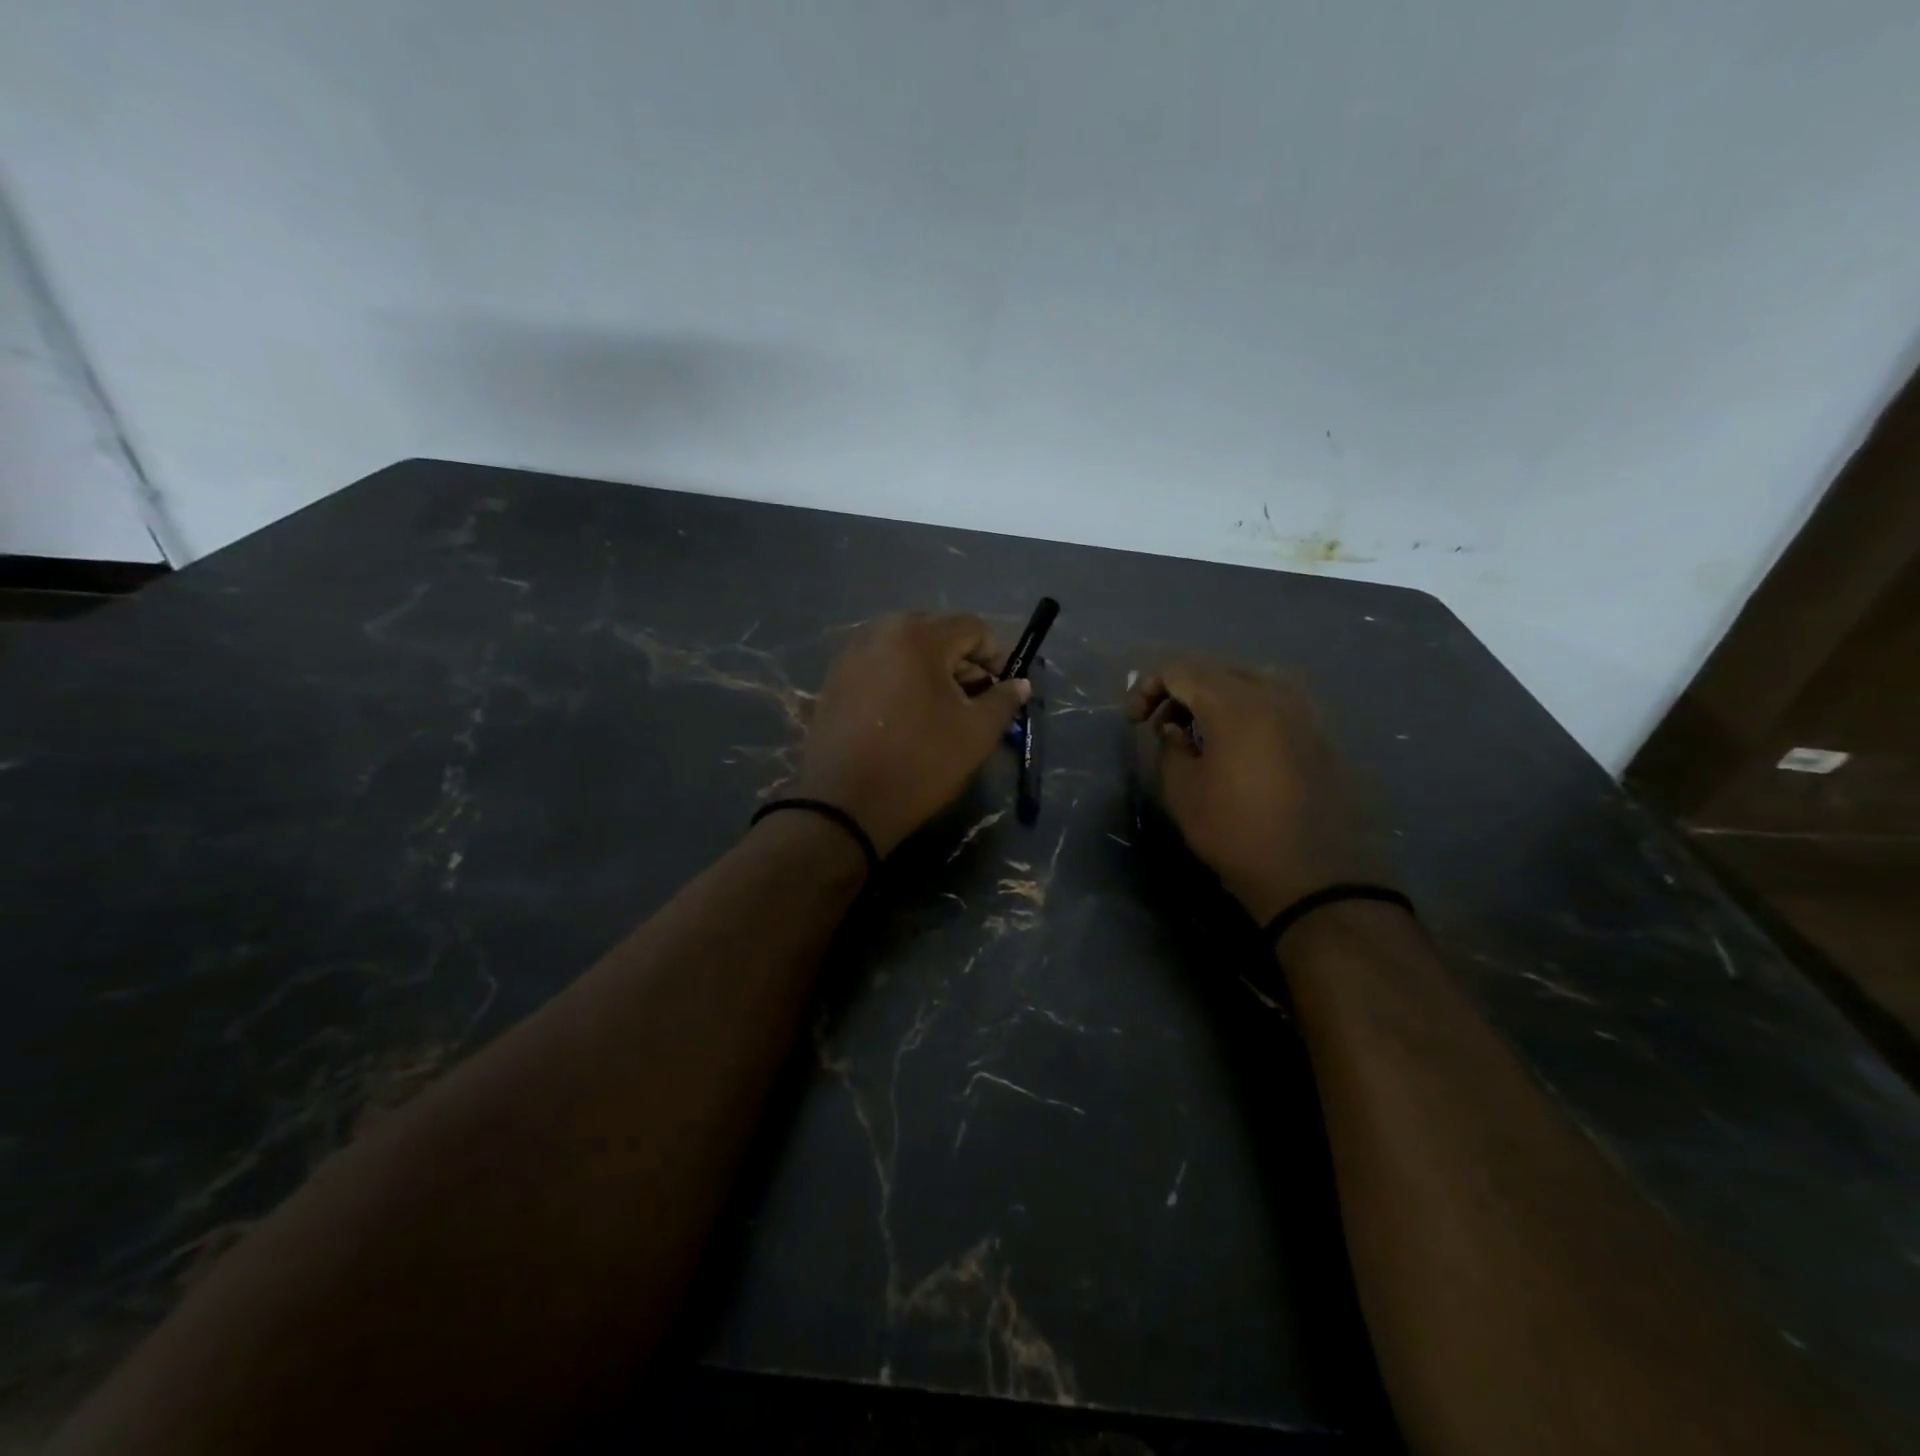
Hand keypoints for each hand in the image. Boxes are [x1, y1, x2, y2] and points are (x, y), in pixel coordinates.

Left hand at [793, 614, 1030, 855]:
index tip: (1004, 687)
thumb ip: (1003, 700)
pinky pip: (879, 667)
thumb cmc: (919, 763)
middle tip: (975, 699)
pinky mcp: (833, 680)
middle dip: (962, 661)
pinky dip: (900, 681)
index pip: (972, 627)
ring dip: (931, 671)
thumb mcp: (976, 733)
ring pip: (905, 649)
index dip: (996, 654)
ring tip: (942, 710)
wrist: (844, 805)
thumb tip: (1019, 683)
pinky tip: (907, 716)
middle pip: (936, 633)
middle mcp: (879, 632)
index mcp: (917, 636)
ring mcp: (850, 655)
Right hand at [1127, 663, 1391, 923]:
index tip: (1134, 722)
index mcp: (1234, 704)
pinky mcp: (1320, 735)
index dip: (1148, 689)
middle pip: (1217, 671)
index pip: (1181, 671)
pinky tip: (1237, 747)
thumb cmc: (1234, 831)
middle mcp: (1273, 695)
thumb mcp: (1182, 791)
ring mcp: (1303, 713)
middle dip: (1182, 691)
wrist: (1311, 874)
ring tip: (1200, 734)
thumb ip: (1170, 747)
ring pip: (1250, 683)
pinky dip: (1246, 712)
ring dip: (1216, 699)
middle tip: (1163, 726)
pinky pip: (1275, 704)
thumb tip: (1175, 729)